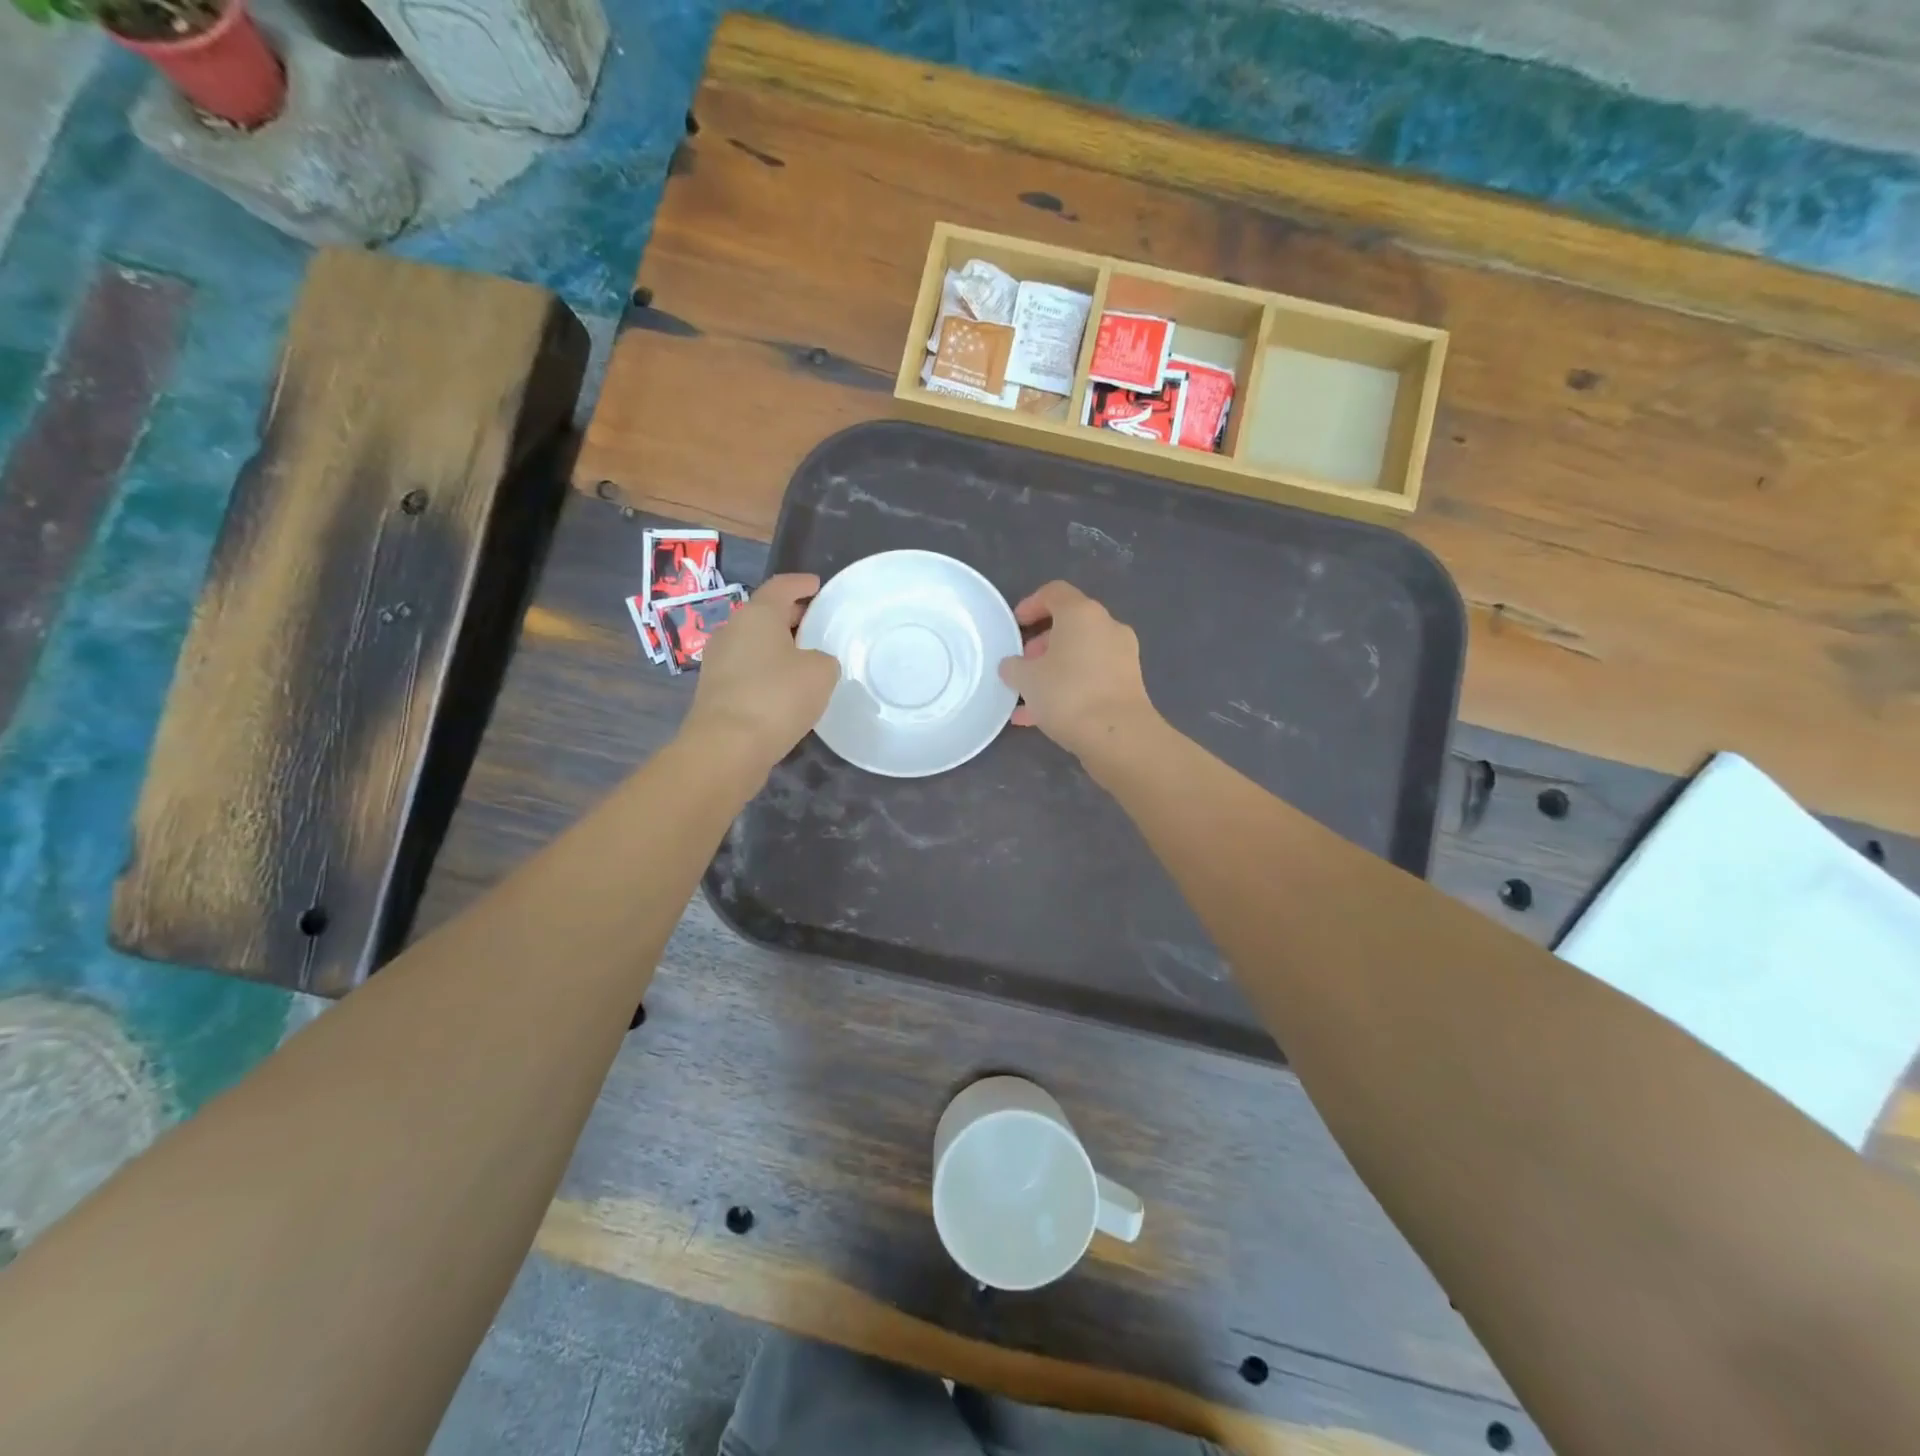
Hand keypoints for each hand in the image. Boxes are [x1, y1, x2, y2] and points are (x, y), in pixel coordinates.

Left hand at [684, 574, 839, 769]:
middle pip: (764, 614)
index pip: (781, 587)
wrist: (727, 746)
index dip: (801, 584)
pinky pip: (747, 669)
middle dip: (790, 615)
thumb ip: (823, 659)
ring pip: (754, 643)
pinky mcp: (715, 690)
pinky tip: (785, 687)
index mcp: (757, 614)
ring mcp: (718, 661)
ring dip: (778, 646)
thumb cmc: (777, 697)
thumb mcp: (821, 673)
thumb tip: (811, 663)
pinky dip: (767, 670)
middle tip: (816, 623)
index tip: (817, 585)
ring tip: (805, 658)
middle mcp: (732, 630)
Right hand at [998, 581, 1158, 758]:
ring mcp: (1122, 655)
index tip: (1015, 625)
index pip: (1055, 592)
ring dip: (1054, 669)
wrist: (1117, 736)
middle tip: (1023, 663)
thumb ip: (1014, 667)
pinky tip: (1043, 717)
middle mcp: (1107, 627)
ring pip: (1080, 654)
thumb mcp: (1026, 679)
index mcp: (1082, 613)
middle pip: (1070, 624)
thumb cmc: (1067, 694)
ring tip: (1028, 696)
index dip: (1031, 604)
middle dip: (1043, 643)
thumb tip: (1013, 665)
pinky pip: (1092, 677)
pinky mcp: (1128, 683)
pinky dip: (1069, 687)